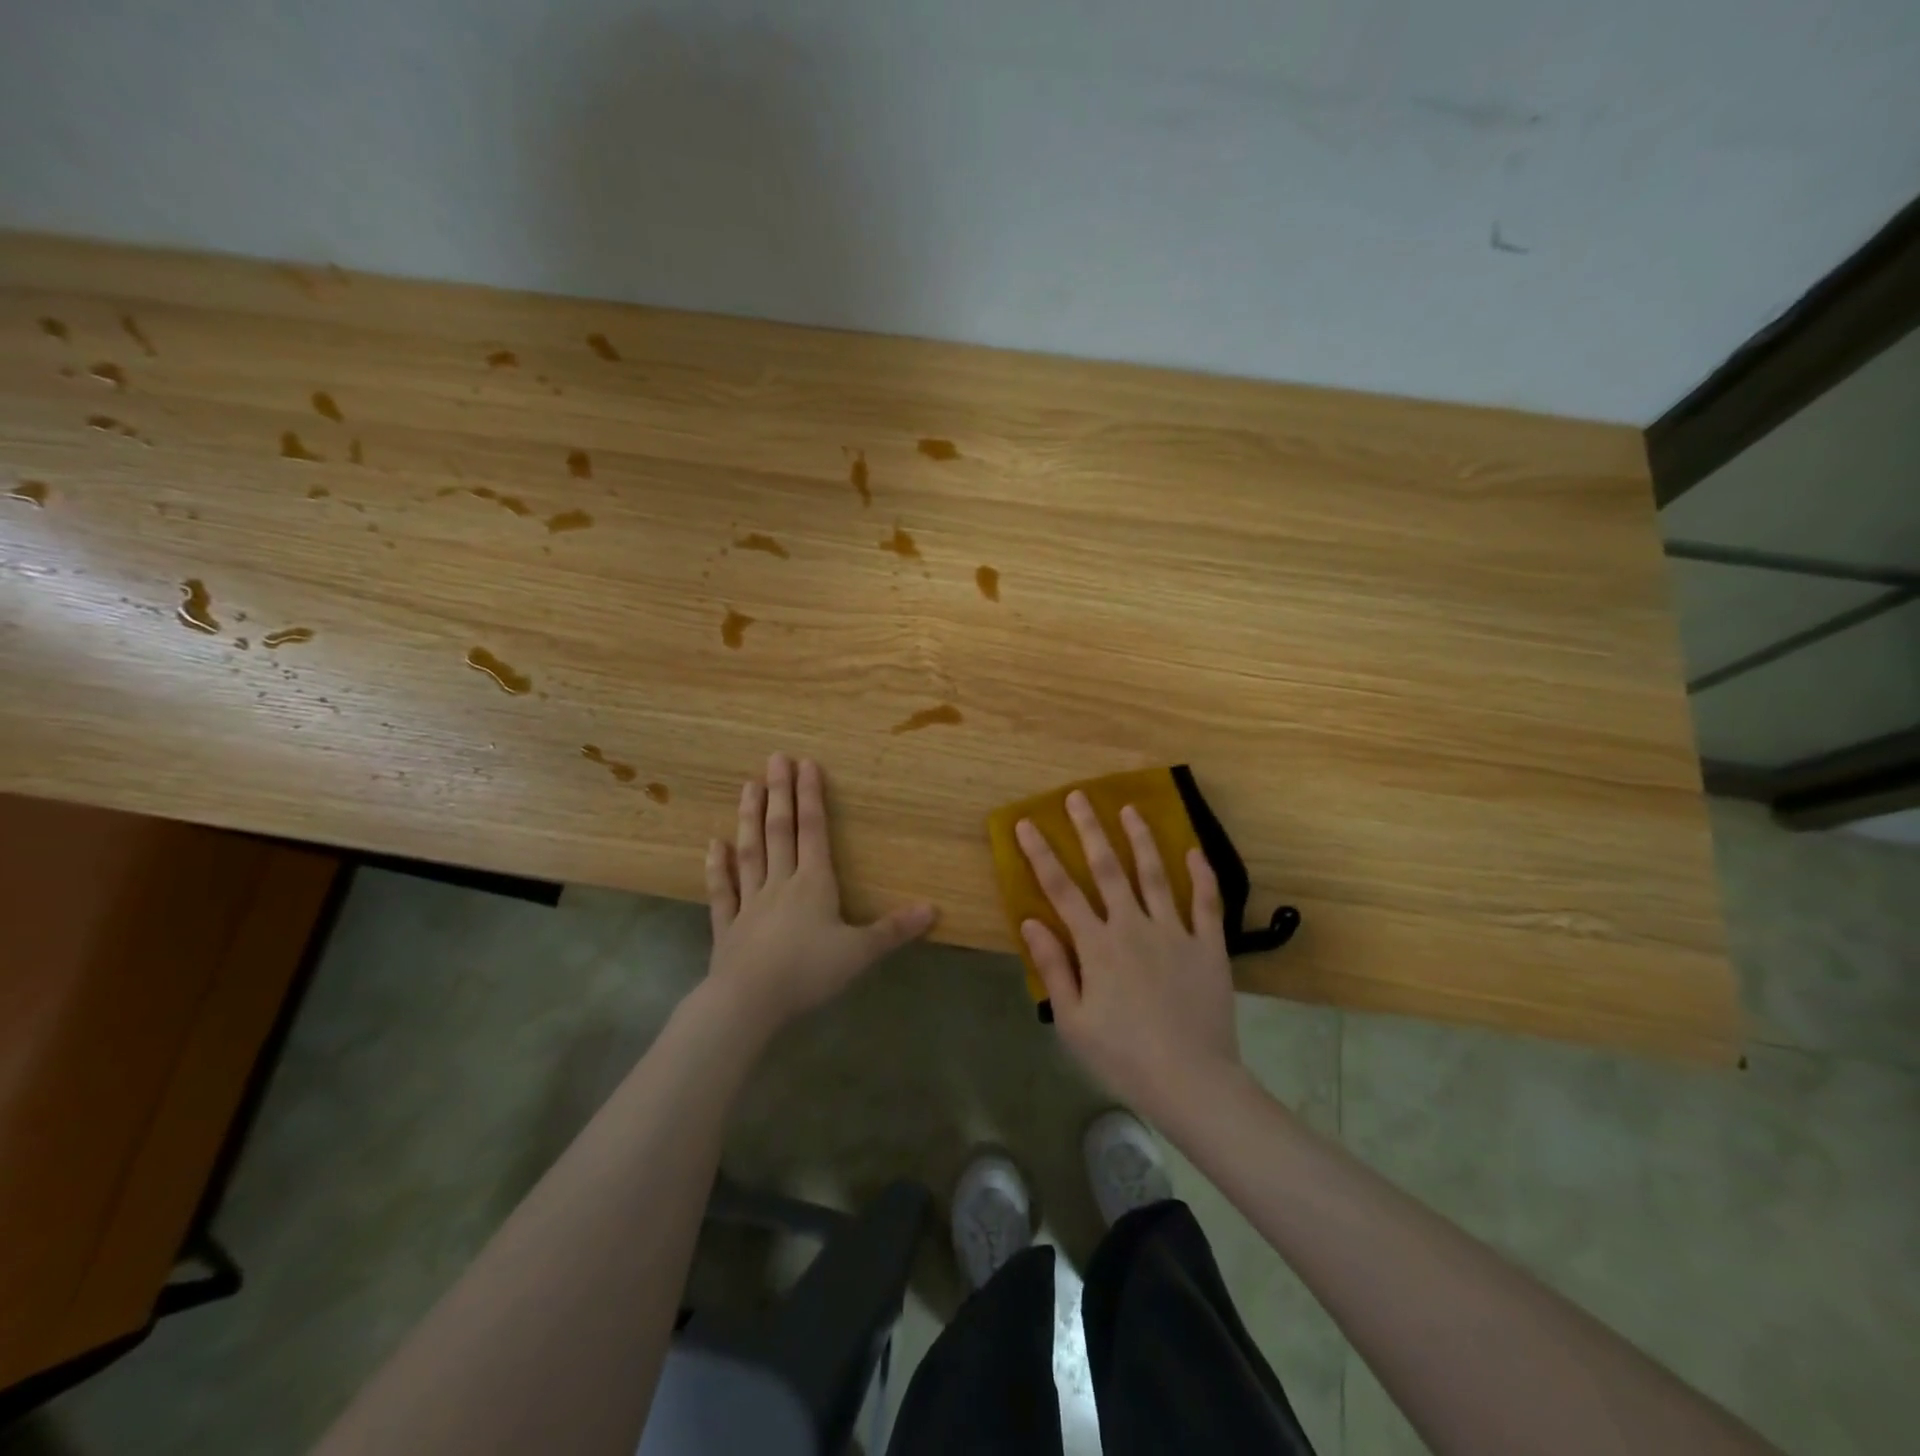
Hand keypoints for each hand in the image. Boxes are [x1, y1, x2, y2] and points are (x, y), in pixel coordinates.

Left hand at [705, 752, 936, 1033]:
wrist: (749, 1002)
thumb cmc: (808, 972)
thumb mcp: (860, 952)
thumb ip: (894, 929)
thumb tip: (934, 908)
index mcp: (813, 884)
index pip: (813, 831)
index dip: (811, 797)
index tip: (806, 764)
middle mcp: (780, 884)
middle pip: (780, 832)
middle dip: (780, 794)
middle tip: (774, 759)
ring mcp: (750, 903)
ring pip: (750, 852)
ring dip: (749, 818)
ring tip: (748, 786)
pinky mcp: (727, 926)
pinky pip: (722, 891)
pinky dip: (717, 867)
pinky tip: (713, 844)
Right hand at [1017, 793, 1242, 1121]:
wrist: (1191, 1081)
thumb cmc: (1122, 1056)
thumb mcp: (1072, 1021)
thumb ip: (1053, 967)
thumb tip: (1030, 922)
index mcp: (1096, 945)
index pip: (1061, 890)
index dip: (1041, 855)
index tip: (1027, 824)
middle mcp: (1133, 927)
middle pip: (1107, 869)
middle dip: (1089, 830)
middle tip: (1078, 797)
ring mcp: (1174, 932)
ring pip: (1155, 874)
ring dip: (1140, 839)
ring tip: (1130, 809)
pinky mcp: (1208, 946)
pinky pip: (1207, 902)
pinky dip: (1201, 875)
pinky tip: (1194, 851)